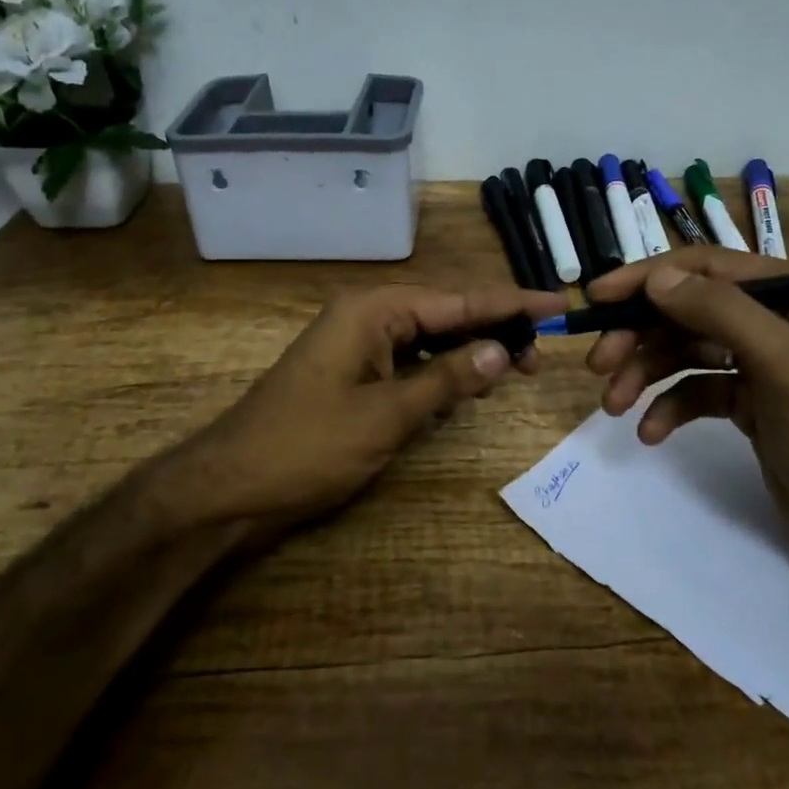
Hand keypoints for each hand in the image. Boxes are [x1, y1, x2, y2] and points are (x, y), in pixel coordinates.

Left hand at [181, 282, 566, 530]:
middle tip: (540, 355)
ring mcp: (358, 344)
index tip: (558, 302)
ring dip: (470, 352)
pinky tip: (468, 386)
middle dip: (494, 330)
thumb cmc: (307, 447)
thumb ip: (448, 380)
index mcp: (374, 311)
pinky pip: (410, 360)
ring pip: (430, 338)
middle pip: (447, 314)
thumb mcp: (387, 416)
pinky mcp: (354, 372)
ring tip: (515, 369)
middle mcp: (367, 316)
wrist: (230, 488)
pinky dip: (441, 371)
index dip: (512, 303)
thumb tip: (504, 351)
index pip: (459, 300)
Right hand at [584, 247, 788, 587]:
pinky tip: (652, 432)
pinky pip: (694, 390)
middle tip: (597, 364)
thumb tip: (656, 279)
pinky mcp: (747, 400)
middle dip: (638, 335)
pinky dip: (669, 406)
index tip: (598, 297)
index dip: (647, 278)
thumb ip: (719, 310)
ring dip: (644, 373)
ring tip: (613, 405)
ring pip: (683, 350)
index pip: (704, 266)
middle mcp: (771, 316)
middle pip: (685, 310)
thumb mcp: (781, 362)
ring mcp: (757, 360)